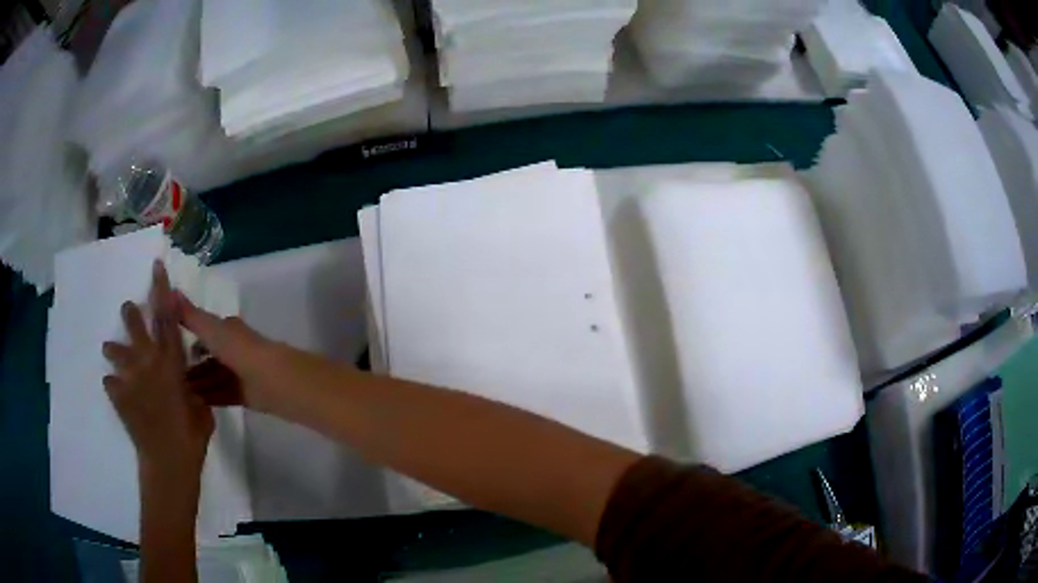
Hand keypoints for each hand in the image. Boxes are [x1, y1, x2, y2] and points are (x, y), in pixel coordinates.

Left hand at [103, 261, 212, 486]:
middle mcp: (147, 363)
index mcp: (170, 362)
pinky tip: (116, 388)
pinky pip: (111, 384)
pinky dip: (113, 384)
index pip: (166, 317)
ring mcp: (130, 379)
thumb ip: (192, 387)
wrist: (168, 464)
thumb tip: (186, 381)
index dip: (161, 289)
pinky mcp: (119, 398)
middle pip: (135, 326)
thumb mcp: (201, 407)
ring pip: (116, 351)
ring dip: (114, 349)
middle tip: (128, 309)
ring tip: (110, 348)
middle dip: (130, 315)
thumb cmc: (191, 436)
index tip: (156, 266)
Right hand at [177, 293, 339, 416]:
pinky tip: (191, 405)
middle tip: (163, 376)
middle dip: (187, 364)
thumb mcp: (213, 331)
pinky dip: (208, 398)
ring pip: (212, 377)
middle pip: (206, 356)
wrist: (277, 383)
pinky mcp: (245, 395)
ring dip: (196, 383)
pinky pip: (221, 395)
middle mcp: (233, 348)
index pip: (201, 329)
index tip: (162, 344)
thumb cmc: (242, 352)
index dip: (183, 334)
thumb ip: (191, 315)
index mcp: (227, 330)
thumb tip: (169, 290)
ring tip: (173, 393)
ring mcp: (239, 372)